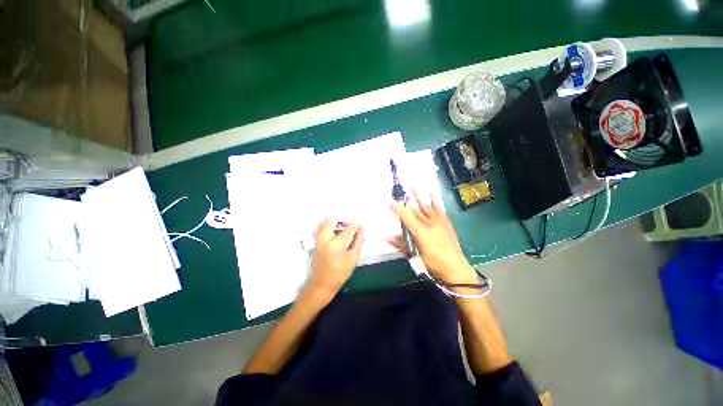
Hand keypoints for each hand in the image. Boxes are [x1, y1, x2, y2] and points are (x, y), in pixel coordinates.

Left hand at [307, 219, 363, 298]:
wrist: (322, 283)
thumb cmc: (340, 273)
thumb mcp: (353, 258)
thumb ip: (358, 242)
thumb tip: (362, 230)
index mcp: (336, 244)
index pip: (349, 229)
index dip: (357, 224)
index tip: (362, 221)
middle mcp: (325, 238)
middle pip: (333, 220)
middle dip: (343, 219)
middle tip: (350, 223)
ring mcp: (318, 239)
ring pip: (325, 222)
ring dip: (335, 221)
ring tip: (343, 226)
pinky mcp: (315, 241)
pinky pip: (320, 228)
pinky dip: (328, 225)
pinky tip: (335, 230)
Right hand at [389, 192, 476, 284]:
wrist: (455, 267)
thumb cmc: (432, 263)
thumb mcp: (414, 255)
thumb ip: (400, 244)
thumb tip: (386, 237)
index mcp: (419, 232)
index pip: (405, 216)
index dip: (397, 208)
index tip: (389, 201)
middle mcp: (428, 223)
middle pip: (415, 210)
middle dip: (406, 202)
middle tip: (398, 193)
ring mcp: (438, 221)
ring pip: (426, 206)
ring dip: (419, 196)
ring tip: (413, 186)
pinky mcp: (446, 222)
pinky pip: (439, 209)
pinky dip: (435, 201)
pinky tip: (432, 193)